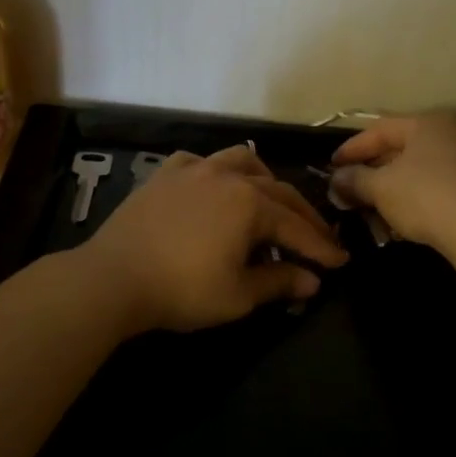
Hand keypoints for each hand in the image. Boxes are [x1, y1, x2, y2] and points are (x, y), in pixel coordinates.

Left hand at [76, 145, 348, 332]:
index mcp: (251, 203)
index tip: (341, 262)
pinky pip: (201, 162)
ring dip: (264, 181)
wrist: (114, 277)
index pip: (297, 227)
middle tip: (319, 238)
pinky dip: (218, 172)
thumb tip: (312, 281)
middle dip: (302, 216)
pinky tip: (216, 185)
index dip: (321, 247)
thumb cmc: (182, 289)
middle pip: (277, 192)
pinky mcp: (165, 174)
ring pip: (241, 162)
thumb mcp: (238, 295)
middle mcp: (227, 176)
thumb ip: (279, 283)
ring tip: (271, 201)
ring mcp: (193, 169)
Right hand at [329, 115, 455, 259]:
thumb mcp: (380, 188)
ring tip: (373, 210)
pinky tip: (402, 220)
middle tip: (350, 190)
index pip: (379, 129)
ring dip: (392, 189)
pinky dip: (416, 198)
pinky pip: (439, 186)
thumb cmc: (426, 197)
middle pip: (401, 149)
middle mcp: (453, 133)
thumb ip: (354, 180)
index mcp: (427, 123)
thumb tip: (336, 179)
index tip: (331, 167)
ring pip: (420, 170)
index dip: (351, 149)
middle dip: (372, 171)